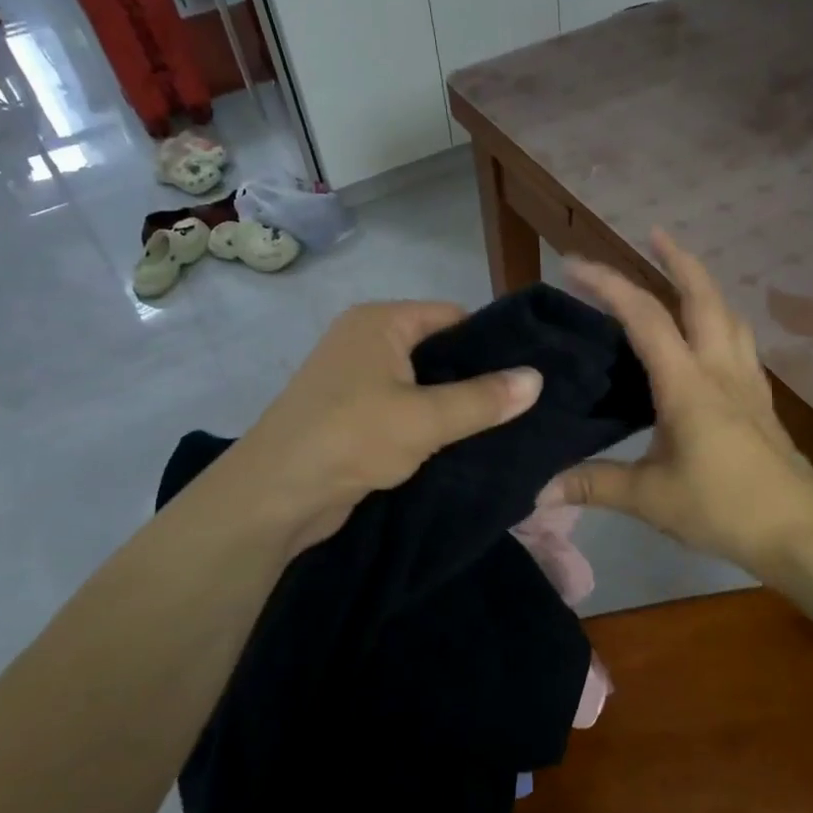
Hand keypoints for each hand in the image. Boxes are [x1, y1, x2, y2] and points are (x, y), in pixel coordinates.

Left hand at [197, 302, 542, 557]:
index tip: (529, 370)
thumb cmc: (351, 438)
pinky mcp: (351, 418)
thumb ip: (484, 399)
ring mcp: (354, 382)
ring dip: (453, 407)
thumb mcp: (426, 417)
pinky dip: (429, 426)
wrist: (275, 496)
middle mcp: (365, 342)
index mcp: (379, 322)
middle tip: (524, 404)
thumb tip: (537, 379)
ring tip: (505, 427)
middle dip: (476, 378)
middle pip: (437, 351)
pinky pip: (403, 412)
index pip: (452, 316)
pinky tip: (464, 446)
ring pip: (421, 386)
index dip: (491, 342)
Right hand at [554, 231, 812, 576]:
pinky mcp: (762, 401)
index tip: (574, 266)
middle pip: (703, 296)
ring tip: (682, 276)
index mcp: (687, 383)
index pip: (644, 316)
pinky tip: (712, 338)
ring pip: (729, 315)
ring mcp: (747, 382)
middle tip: (653, 235)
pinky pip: (741, 343)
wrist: (801, 530)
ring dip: (705, 286)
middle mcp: (720, 369)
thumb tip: (539, 491)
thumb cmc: (724, 507)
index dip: (608, 284)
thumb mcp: (650, 498)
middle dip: (677, 259)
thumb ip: (595, 485)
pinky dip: (722, 321)